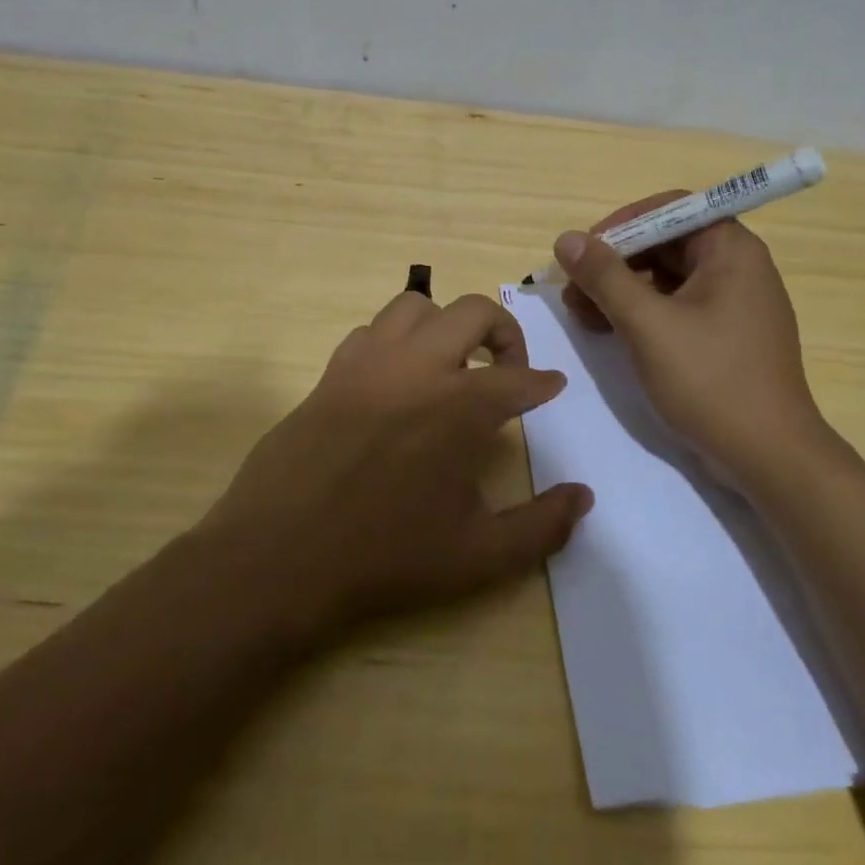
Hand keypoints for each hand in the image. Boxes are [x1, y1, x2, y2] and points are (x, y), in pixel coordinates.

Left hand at [204, 292, 592, 634]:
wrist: (281, 557)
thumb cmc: (386, 557)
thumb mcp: (478, 556)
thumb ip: (541, 526)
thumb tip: (583, 496)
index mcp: (459, 406)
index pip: (518, 378)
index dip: (543, 383)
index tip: (553, 386)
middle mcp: (417, 368)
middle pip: (473, 311)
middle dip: (504, 332)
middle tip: (509, 368)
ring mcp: (368, 363)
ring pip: (415, 307)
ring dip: (445, 325)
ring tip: (451, 363)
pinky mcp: (331, 373)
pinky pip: (370, 332)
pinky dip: (395, 342)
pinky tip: (396, 380)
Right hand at [554, 195, 831, 479]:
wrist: (769, 456)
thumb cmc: (710, 379)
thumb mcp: (647, 324)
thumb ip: (605, 277)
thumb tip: (566, 239)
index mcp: (731, 250)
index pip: (671, 209)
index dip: (623, 224)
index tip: (585, 251)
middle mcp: (738, 267)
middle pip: (666, 244)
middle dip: (615, 262)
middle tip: (574, 289)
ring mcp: (734, 304)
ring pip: (667, 278)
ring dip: (622, 290)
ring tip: (582, 314)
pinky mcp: (726, 336)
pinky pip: (677, 307)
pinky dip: (642, 313)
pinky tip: (608, 332)